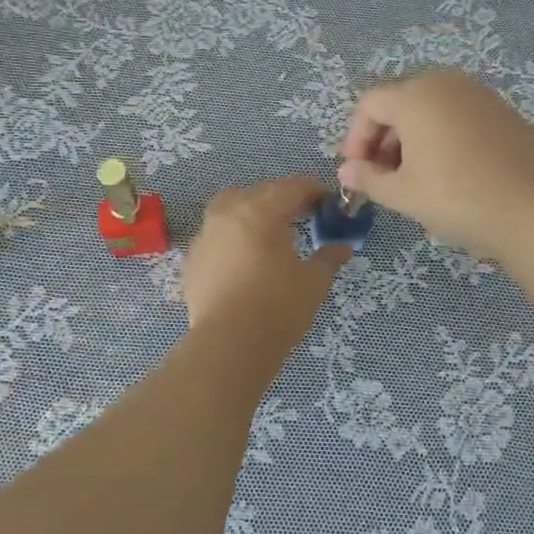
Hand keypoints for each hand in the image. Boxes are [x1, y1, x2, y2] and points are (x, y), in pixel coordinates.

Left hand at [182, 177, 349, 341]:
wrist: (228, 345)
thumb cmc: (277, 308)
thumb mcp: (313, 282)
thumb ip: (328, 258)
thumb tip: (342, 246)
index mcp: (260, 212)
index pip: (292, 187)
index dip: (314, 190)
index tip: (330, 202)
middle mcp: (228, 214)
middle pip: (259, 192)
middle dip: (284, 197)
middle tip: (305, 214)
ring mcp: (205, 235)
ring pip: (230, 207)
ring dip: (253, 210)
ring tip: (271, 230)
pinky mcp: (192, 259)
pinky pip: (216, 233)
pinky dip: (233, 234)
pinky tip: (245, 255)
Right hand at [337, 69, 533, 257]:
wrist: (529, 209)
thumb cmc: (455, 198)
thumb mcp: (402, 193)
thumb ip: (368, 178)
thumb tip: (346, 171)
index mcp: (415, 96)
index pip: (370, 105)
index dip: (355, 137)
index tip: (355, 170)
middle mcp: (445, 84)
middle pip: (400, 101)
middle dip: (384, 137)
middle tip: (381, 174)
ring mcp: (478, 94)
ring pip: (431, 107)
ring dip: (412, 136)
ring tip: (413, 175)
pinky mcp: (502, 111)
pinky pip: (459, 115)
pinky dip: (443, 134)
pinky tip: (448, 169)